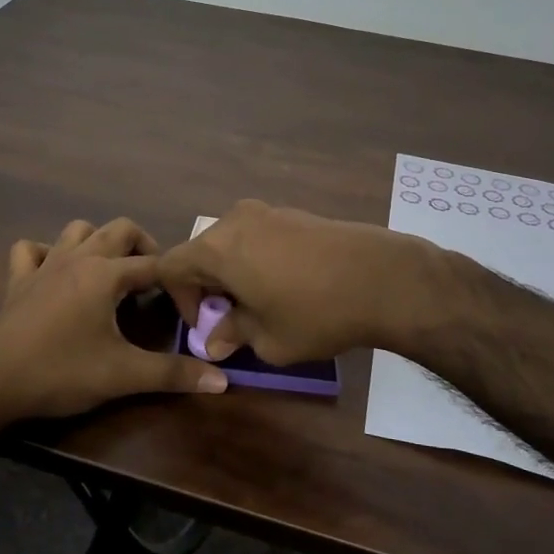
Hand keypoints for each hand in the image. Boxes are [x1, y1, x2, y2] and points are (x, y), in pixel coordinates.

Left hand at [0, 217, 228, 430]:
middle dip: (144, 247)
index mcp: (105, 274)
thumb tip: (222, 380)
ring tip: (112, 273)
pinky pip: (32, 250)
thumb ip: (173, 374)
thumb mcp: (123, 375)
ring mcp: (44, 265)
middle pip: (120, 230)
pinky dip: (48, 253)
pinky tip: (56, 275)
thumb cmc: (61, 373)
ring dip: (99, 243)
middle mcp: (77, 258)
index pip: (156, 265)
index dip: (179, 283)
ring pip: (78, 231)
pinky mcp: (18, 280)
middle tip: (155, 281)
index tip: (190, 308)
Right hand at [155, 200, 434, 365]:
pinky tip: (287, 284)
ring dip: (233, 272)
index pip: (171, 266)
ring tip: (261, 302)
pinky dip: (257, 259)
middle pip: (201, 252)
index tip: (207, 325)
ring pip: (231, 243)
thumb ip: (233, 335)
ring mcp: (268, 212)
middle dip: (207, 286)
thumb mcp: (268, 339)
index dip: (178, 299)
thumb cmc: (315, 313)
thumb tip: (215, 342)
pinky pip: (258, 236)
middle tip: (231, 318)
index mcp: (217, 248)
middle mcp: (235, 221)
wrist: (383, 278)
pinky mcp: (295, 213)